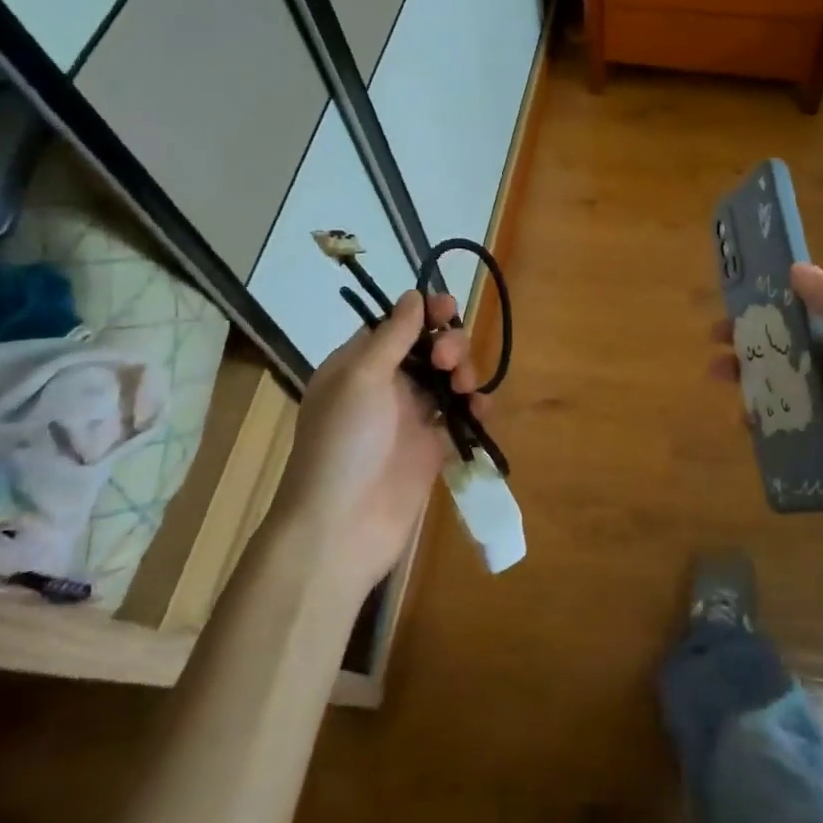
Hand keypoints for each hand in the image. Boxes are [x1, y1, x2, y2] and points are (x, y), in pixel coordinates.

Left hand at [283, 290, 484, 593]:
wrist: (341, 528)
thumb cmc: (343, 444)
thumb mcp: (361, 378)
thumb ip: (393, 336)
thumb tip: (414, 295)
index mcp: (358, 365)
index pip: (397, 325)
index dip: (424, 313)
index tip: (448, 308)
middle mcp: (385, 386)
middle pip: (429, 349)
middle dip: (448, 345)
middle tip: (448, 362)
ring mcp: (411, 418)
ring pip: (449, 379)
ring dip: (464, 373)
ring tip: (464, 388)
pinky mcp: (433, 448)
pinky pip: (461, 417)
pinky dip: (475, 409)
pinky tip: (480, 412)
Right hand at [710, 263, 822, 573]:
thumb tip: (799, 268)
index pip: (806, 312)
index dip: (768, 306)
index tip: (732, 311)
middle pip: (790, 352)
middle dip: (751, 350)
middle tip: (716, 361)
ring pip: (787, 390)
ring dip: (754, 388)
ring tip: (727, 399)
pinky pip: (792, 429)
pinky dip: (768, 425)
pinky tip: (749, 433)